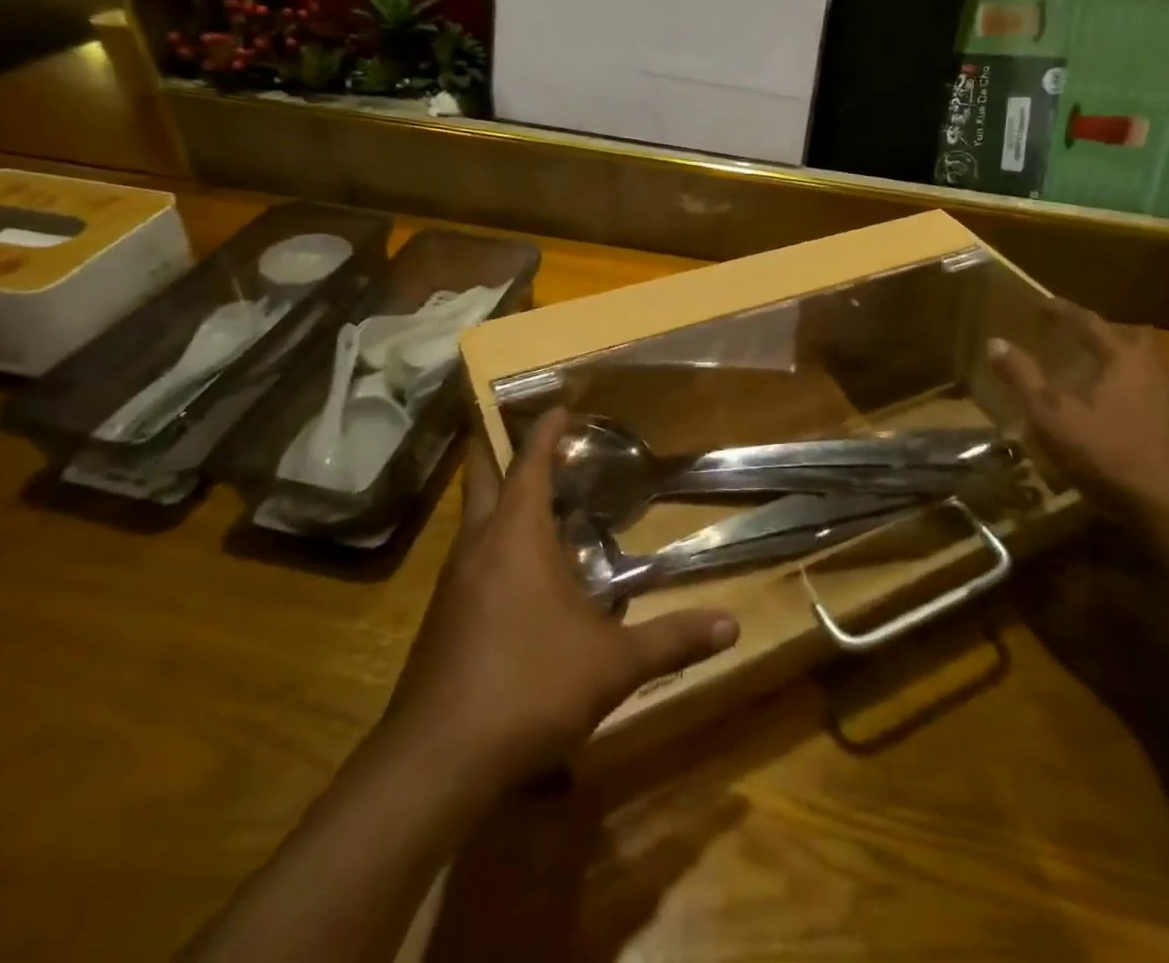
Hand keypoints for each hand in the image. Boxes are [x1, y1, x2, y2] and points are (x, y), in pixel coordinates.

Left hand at [379, 410, 738, 788]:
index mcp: (516, 536)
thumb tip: (733, 626)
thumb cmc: (529, 688)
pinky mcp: (440, 619)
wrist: (435, 763)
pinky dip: (491, 542)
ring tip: (531, 497)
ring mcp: (452, 583)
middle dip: (495, 445)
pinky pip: (468, 559)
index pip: (529, 463)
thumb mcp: (613, 664)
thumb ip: (672, 639)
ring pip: (471, 520)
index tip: (559, 405)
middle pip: (480, 476)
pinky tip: (516, 573)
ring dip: (496, 498)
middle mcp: (478, 546)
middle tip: (516, 426)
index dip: (543, 431)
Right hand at [988, 303, 1168, 528]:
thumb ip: (1023, 378)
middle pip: (1134, 336)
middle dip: (1106, 333)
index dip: (1063, 312)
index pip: (1090, 322)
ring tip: (1097, 377)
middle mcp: (1158, 369)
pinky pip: (1158, 392)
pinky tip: (1119, 413)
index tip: (1042, 306)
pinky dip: (1137, 390)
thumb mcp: (1052, 416)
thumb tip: (995, 343)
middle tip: (1080, 341)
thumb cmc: (1108, 453)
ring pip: (1151, 365)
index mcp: (1125, 358)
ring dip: (1125, 362)